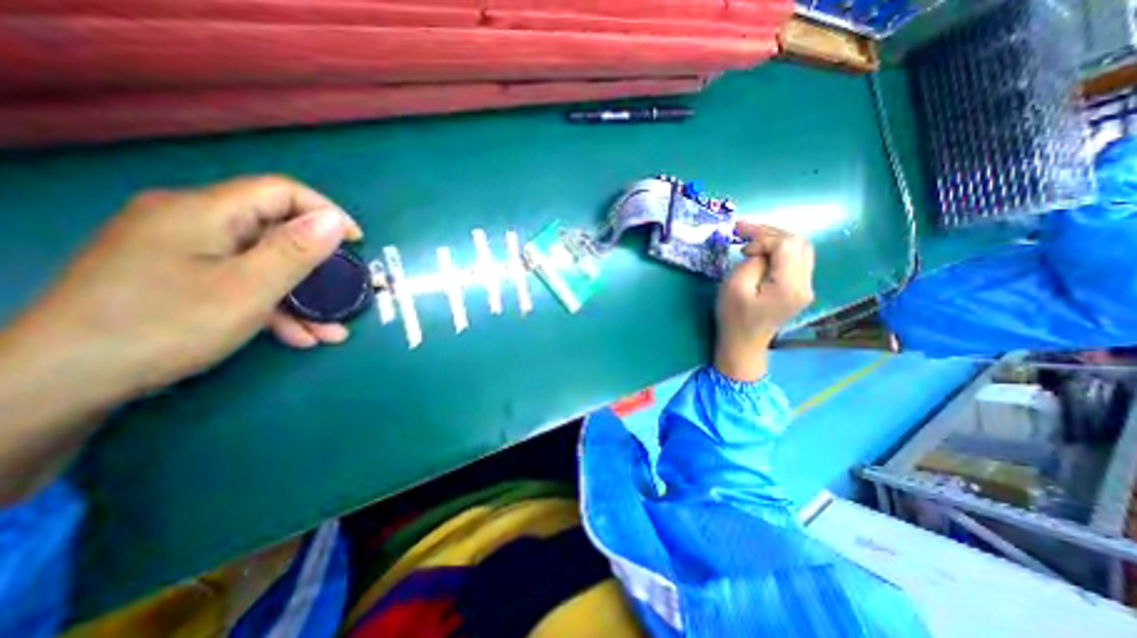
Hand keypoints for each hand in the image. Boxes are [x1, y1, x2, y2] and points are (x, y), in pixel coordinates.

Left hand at [6, 175, 360, 392]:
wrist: (63, 381)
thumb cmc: (167, 325)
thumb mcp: (248, 287)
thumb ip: (296, 250)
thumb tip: (335, 220)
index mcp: (205, 212)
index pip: (281, 192)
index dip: (326, 213)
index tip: (356, 244)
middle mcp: (193, 221)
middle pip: (275, 232)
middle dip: (318, 268)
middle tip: (344, 294)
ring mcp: (183, 251)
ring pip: (262, 263)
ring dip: (301, 296)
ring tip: (328, 331)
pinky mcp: (179, 277)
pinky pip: (240, 281)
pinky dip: (273, 305)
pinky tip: (296, 335)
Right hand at [713, 222, 811, 380]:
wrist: (743, 344)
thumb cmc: (734, 317)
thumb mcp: (735, 287)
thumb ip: (752, 262)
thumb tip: (761, 250)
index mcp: (789, 285)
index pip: (786, 244)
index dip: (763, 236)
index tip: (740, 243)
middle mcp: (805, 283)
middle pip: (798, 242)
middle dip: (770, 233)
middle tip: (744, 231)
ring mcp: (806, 286)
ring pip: (800, 249)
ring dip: (776, 239)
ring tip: (751, 239)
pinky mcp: (799, 288)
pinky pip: (796, 260)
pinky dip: (779, 250)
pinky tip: (762, 251)